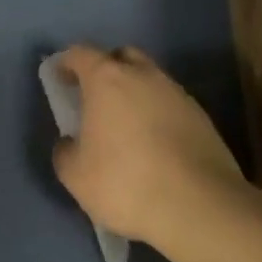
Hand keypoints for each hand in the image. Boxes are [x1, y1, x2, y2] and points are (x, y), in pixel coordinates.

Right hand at [50, 44, 252, 248]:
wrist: (200, 207)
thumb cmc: (126, 182)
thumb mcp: (76, 176)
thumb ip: (65, 152)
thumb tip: (70, 143)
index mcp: (106, 79)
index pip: (80, 53)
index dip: (66, 63)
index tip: (60, 78)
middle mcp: (142, 75)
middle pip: (120, 56)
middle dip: (106, 69)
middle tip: (96, 97)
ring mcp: (176, 93)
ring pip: (150, 79)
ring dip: (135, 93)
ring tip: (128, 125)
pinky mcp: (201, 117)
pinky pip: (171, 104)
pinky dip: (159, 114)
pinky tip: (156, 145)